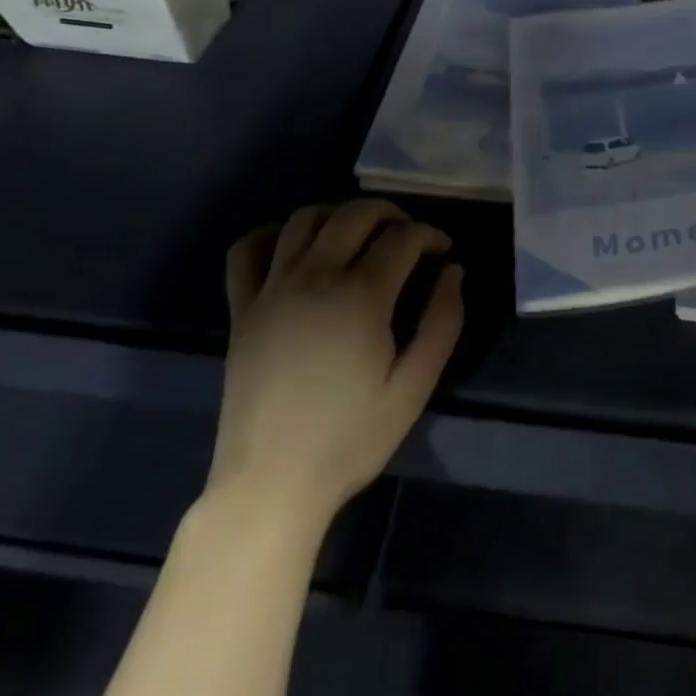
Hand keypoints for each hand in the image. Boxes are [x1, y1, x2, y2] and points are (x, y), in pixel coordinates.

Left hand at [207, 200, 463, 526]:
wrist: (272, 482)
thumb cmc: (350, 438)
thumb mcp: (414, 387)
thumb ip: (442, 323)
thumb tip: (453, 272)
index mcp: (360, 296)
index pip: (402, 238)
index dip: (430, 235)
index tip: (444, 251)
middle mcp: (314, 277)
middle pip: (354, 214)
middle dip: (390, 213)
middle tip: (409, 235)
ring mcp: (272, 289)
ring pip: (304, 219)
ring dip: (339, 213)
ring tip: (360, 233)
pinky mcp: (242, 308)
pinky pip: (248, 250)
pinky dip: (273, 233)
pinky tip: (295, 246)